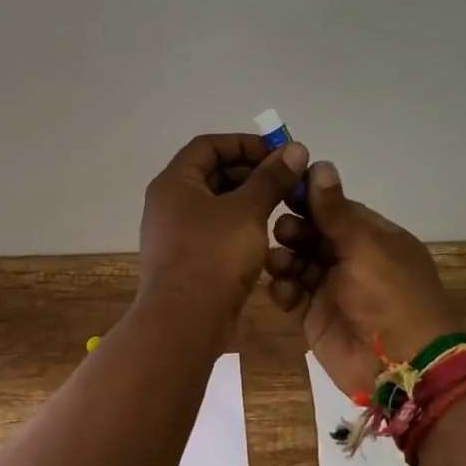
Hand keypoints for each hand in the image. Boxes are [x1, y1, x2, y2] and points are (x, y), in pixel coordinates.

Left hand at [139, 133, 310, 322]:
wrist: (185, 322)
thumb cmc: (213, 255)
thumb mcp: (247, 210)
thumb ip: (271, 178)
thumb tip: (295, 149)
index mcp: (175, 182)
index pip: (208, 145)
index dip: (244, 144)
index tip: (278, 154)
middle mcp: (170, 202)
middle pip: (212, 173)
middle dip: (251, 173)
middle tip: (287, 181)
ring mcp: (176, 232)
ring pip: (217, 204)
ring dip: (249, 201)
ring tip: (284, 205)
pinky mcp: (188, 259)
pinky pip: (216, 230)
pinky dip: (240, 226)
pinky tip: (268, 235)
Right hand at [266, 162, 461, 399]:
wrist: (401, 367)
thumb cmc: (390, 296)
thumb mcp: (365, 246)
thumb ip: (335, 210)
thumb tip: (319, 164)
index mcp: (372, 236)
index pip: (333, 207)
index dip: (308, 197)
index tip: (279, 186)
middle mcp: (350, 258)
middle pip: (310, 232)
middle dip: (292, 228)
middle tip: (282, 232)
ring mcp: (331, 287)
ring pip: (295, 260)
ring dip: (282, 257)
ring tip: (279, 264)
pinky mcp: (314, 315)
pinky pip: (289, 292)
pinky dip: (282, 289)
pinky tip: (282, 291)